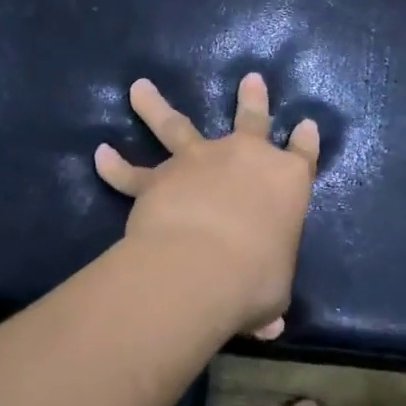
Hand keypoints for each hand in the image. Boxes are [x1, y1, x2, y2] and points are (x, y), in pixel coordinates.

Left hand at [95, 74, 319, 339]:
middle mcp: (245, 158)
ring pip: (176, 126)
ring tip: (138, 87)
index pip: (303, 155)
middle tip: (251, 79)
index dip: (305, 140)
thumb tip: (269, 326)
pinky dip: (114, 166)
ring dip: (155, 106)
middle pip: (251, 120)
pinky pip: (132, 172)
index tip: (305, 124)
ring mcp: (198, 162)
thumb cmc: (256, 277)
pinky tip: (100, 154)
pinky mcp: (158, 178)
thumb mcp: (273, 293)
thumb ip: (268, 301)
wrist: (203, 266)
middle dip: (253, 99)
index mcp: (287, 182)